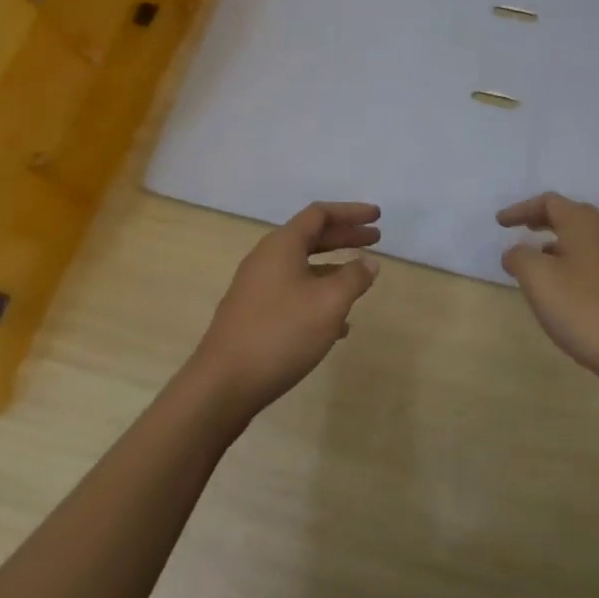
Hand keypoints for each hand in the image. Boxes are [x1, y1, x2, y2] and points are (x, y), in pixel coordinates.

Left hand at [187, 202, 381, 419]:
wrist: (222, 385)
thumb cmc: (281, 333)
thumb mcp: (328, 304)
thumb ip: (354, 278)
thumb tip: (368, 262)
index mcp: (282, 245)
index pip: (319, 214)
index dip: (350, 212)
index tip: (376, 216)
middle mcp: (266, 259)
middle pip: (311, 238)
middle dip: (345, 238)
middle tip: (375, 241)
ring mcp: (256, 288)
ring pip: (302, 268)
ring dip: (333, 269)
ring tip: (360, 282)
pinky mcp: (253, 315)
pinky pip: (292, 293)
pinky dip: (318, 297)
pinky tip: (337, 326)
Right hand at [497, 193, 598, 387]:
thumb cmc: (582, 308)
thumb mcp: (538, 278)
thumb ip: (519, 257)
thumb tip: (515, 252)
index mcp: (583, 224)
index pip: (549, 202)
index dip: (521, 209)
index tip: (500, 223)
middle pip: (568, 217)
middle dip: (541, 221)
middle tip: (520, 230)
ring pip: (580, 241)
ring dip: (555, 245)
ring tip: (535, 264)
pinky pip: (590, 263)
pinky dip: (569, 264)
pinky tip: (560, 290)